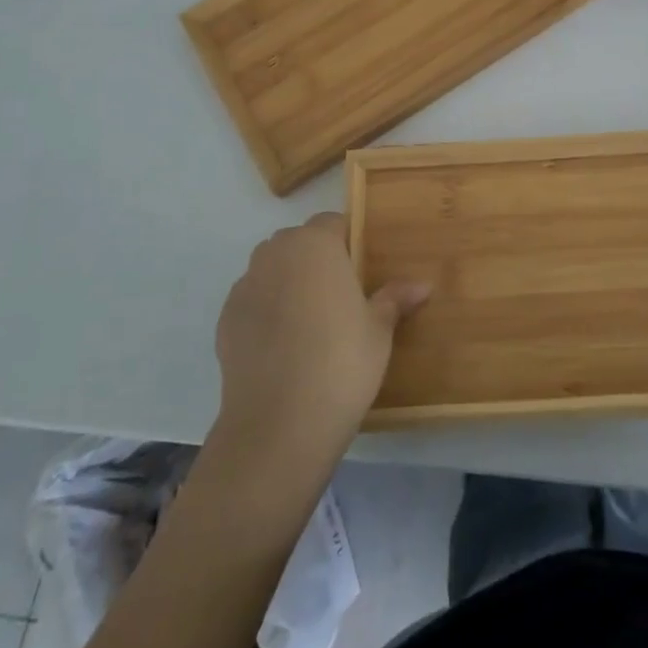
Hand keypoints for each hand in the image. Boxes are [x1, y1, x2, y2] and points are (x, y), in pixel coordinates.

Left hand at [213, 213, 428, 464]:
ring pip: (272, 270)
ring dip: (289, 283)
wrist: (279, 424)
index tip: (362, 270)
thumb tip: (422, 285)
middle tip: (341, 296)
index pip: (332, 223)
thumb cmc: (342, 361)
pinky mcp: (224, 319)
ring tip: (311, 322)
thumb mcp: (379, 329)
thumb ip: (395, 298)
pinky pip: (253, 301)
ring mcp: (245, 286)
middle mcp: (276, 254)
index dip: (348, 242)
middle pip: (298, 243)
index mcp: (315, 244)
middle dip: (316, 260)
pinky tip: (284, 346)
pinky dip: (267, 312)